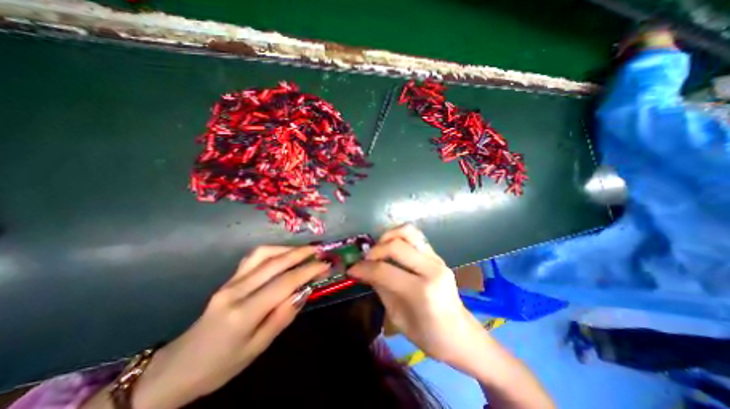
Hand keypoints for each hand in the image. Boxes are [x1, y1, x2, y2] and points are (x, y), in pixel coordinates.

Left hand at [131, 247, 328, 408]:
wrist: (176, 368)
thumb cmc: (221, 365)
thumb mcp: (257, 348)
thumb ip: (282, 317)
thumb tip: (305, 291)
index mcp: (243, 313)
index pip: (284, 283)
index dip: (308, 271)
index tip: (325, 264)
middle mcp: (236, 290)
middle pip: (274, 263)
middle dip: (301, 253)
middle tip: (320, 250)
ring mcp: (229, 282)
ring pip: (262, 254)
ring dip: (287, 248)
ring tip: (304, 250)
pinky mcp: (228, 279)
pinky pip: (252, 257)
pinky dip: (272, 251)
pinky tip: (282, 253)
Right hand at [347, 226, 483, 365]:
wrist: (459, 333)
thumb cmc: (428, 335)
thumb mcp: (397, 316)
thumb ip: (380, 288)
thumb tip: (363, 270)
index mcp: (422, 291)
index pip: (385, 270)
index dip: (364, 268)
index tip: (352, 269)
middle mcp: (431, 268)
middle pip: (395, 245)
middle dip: (375, 250)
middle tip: (365, 260)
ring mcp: (436, 258)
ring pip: (408, 231)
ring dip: (388, 236)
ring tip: (379, 248)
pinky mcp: (437, 254)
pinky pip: (415, 236)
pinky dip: (399, 236)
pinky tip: (391, 247)